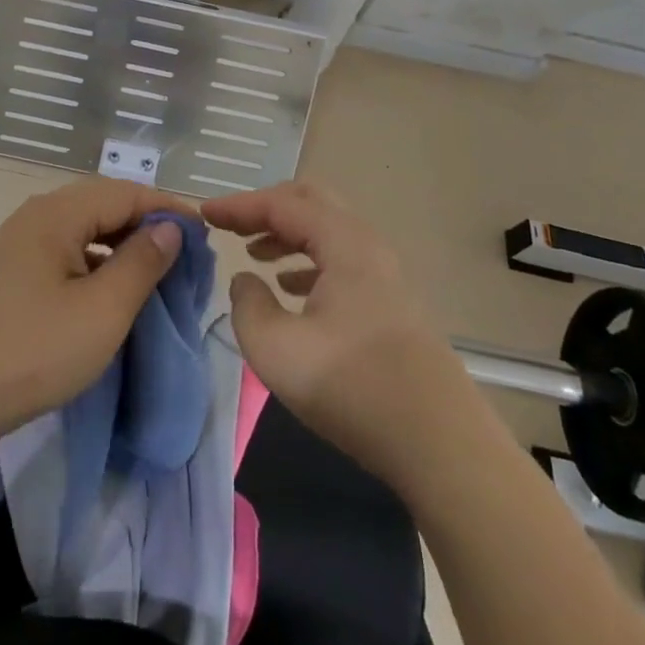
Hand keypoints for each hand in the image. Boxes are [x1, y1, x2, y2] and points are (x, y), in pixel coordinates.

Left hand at [0, 180, 192, 450]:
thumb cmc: (31, 352)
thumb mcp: (101, 311)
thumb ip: (141, 263)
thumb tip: (170, 229)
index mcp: (57, 213)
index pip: (126, 192)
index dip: (168, 208)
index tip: (204, 234)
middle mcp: (37, 216)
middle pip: (103, 205)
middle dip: (146, 224)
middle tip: (183, 255)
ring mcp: (19, 245)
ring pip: (84, 230)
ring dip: (121, 245)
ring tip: (154, 273)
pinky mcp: (11, 274)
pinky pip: (66, 253)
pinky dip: (96, 264)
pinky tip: (109, 293)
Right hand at [203, 182, 464, 492]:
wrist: (441, 443)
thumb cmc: (353, 388)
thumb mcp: (277, 350)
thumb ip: (247, 305)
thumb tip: (245, 280)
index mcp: (343, 243)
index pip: (281, 204)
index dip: (238, 206)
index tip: (204, 213)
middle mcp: (367, 244)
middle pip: (311, 201)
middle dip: (267, 207)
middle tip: (233, 225)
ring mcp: (384, 273)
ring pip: (328, 231)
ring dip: (288, 234)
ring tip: (254, 255)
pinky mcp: (391, 302)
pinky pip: (341, 259)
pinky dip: (309, 260)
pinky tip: (291, 288)